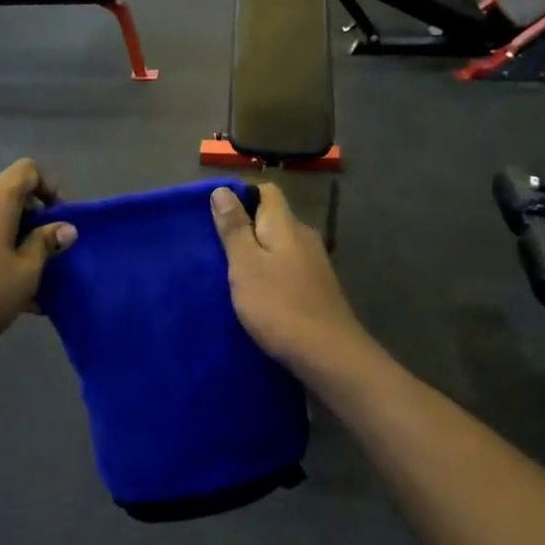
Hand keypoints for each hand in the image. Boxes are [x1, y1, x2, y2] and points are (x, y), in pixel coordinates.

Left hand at [0, 160, 75, 357]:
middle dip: (35, 225)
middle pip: (10, 199)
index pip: (27, 170)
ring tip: (34, 286)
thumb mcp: (25, 272)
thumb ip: (46, 245)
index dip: (49, 187)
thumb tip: (66, 228)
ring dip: (17, 246)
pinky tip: (9, 297)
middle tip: (50, 259)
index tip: (60, 220)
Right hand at [211, 183, 365, 370]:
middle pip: (272, 218)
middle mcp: (304, 237)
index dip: (241, 196)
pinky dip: (270, 273)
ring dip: (257, 253)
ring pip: (279, 245)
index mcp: (286, 225)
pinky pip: (287, 267)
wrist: (328, 355)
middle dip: (245, 227)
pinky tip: (256, 293)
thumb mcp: (245, 265)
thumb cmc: (279, 306)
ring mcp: (314, 263)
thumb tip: (222, 189)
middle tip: (216, 247)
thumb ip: (234, 228)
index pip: (266, 191)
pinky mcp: (316, 288)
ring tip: (230, 272)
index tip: (216, 215)